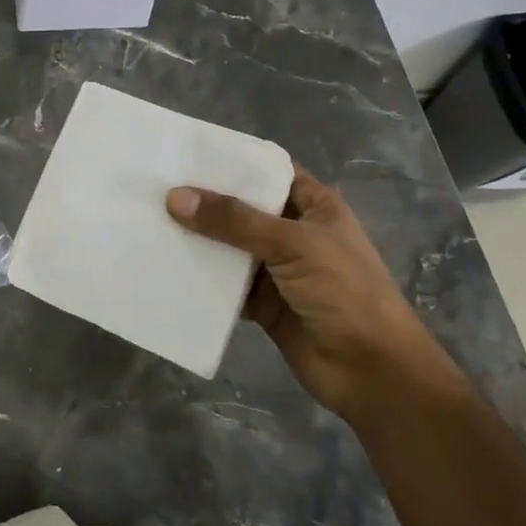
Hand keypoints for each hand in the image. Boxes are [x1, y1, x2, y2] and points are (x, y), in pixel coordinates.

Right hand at [165, 168, 447, 418]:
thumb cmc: (344, 292)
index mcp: (314, 206)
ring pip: (230, 246)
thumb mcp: (292, 244)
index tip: (187, 152)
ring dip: (199, 239)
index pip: (268, 170)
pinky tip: (168, 266)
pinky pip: (226, 283)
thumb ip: (233, 221)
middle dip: (205, 200)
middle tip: (156, 185)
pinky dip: (202, 277)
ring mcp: (278, 269)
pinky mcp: (263, 303)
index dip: (233, 161)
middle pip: (243, 208)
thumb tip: (174, 197)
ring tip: (152, 221)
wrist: (373, 373)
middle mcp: (294, 231)